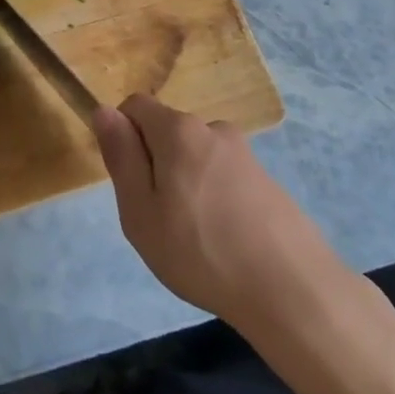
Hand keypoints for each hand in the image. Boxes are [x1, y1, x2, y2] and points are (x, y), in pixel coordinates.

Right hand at [93, 95, 340, 331]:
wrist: (290, 288)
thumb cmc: (200, 251)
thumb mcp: (140, 211)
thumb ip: (121, 157)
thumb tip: (104, 112)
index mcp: (179, 130)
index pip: (136, 106)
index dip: (123, 136)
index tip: (129, 183)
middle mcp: (213, 129)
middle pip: (167, 132)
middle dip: (155, 165)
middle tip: (158, 220)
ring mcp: (245, 153)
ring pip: (195, 157)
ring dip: (185, 183)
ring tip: (193, 237)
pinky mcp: (266, 179)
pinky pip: (222, 176)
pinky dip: (213, 198)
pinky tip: (222, 240)